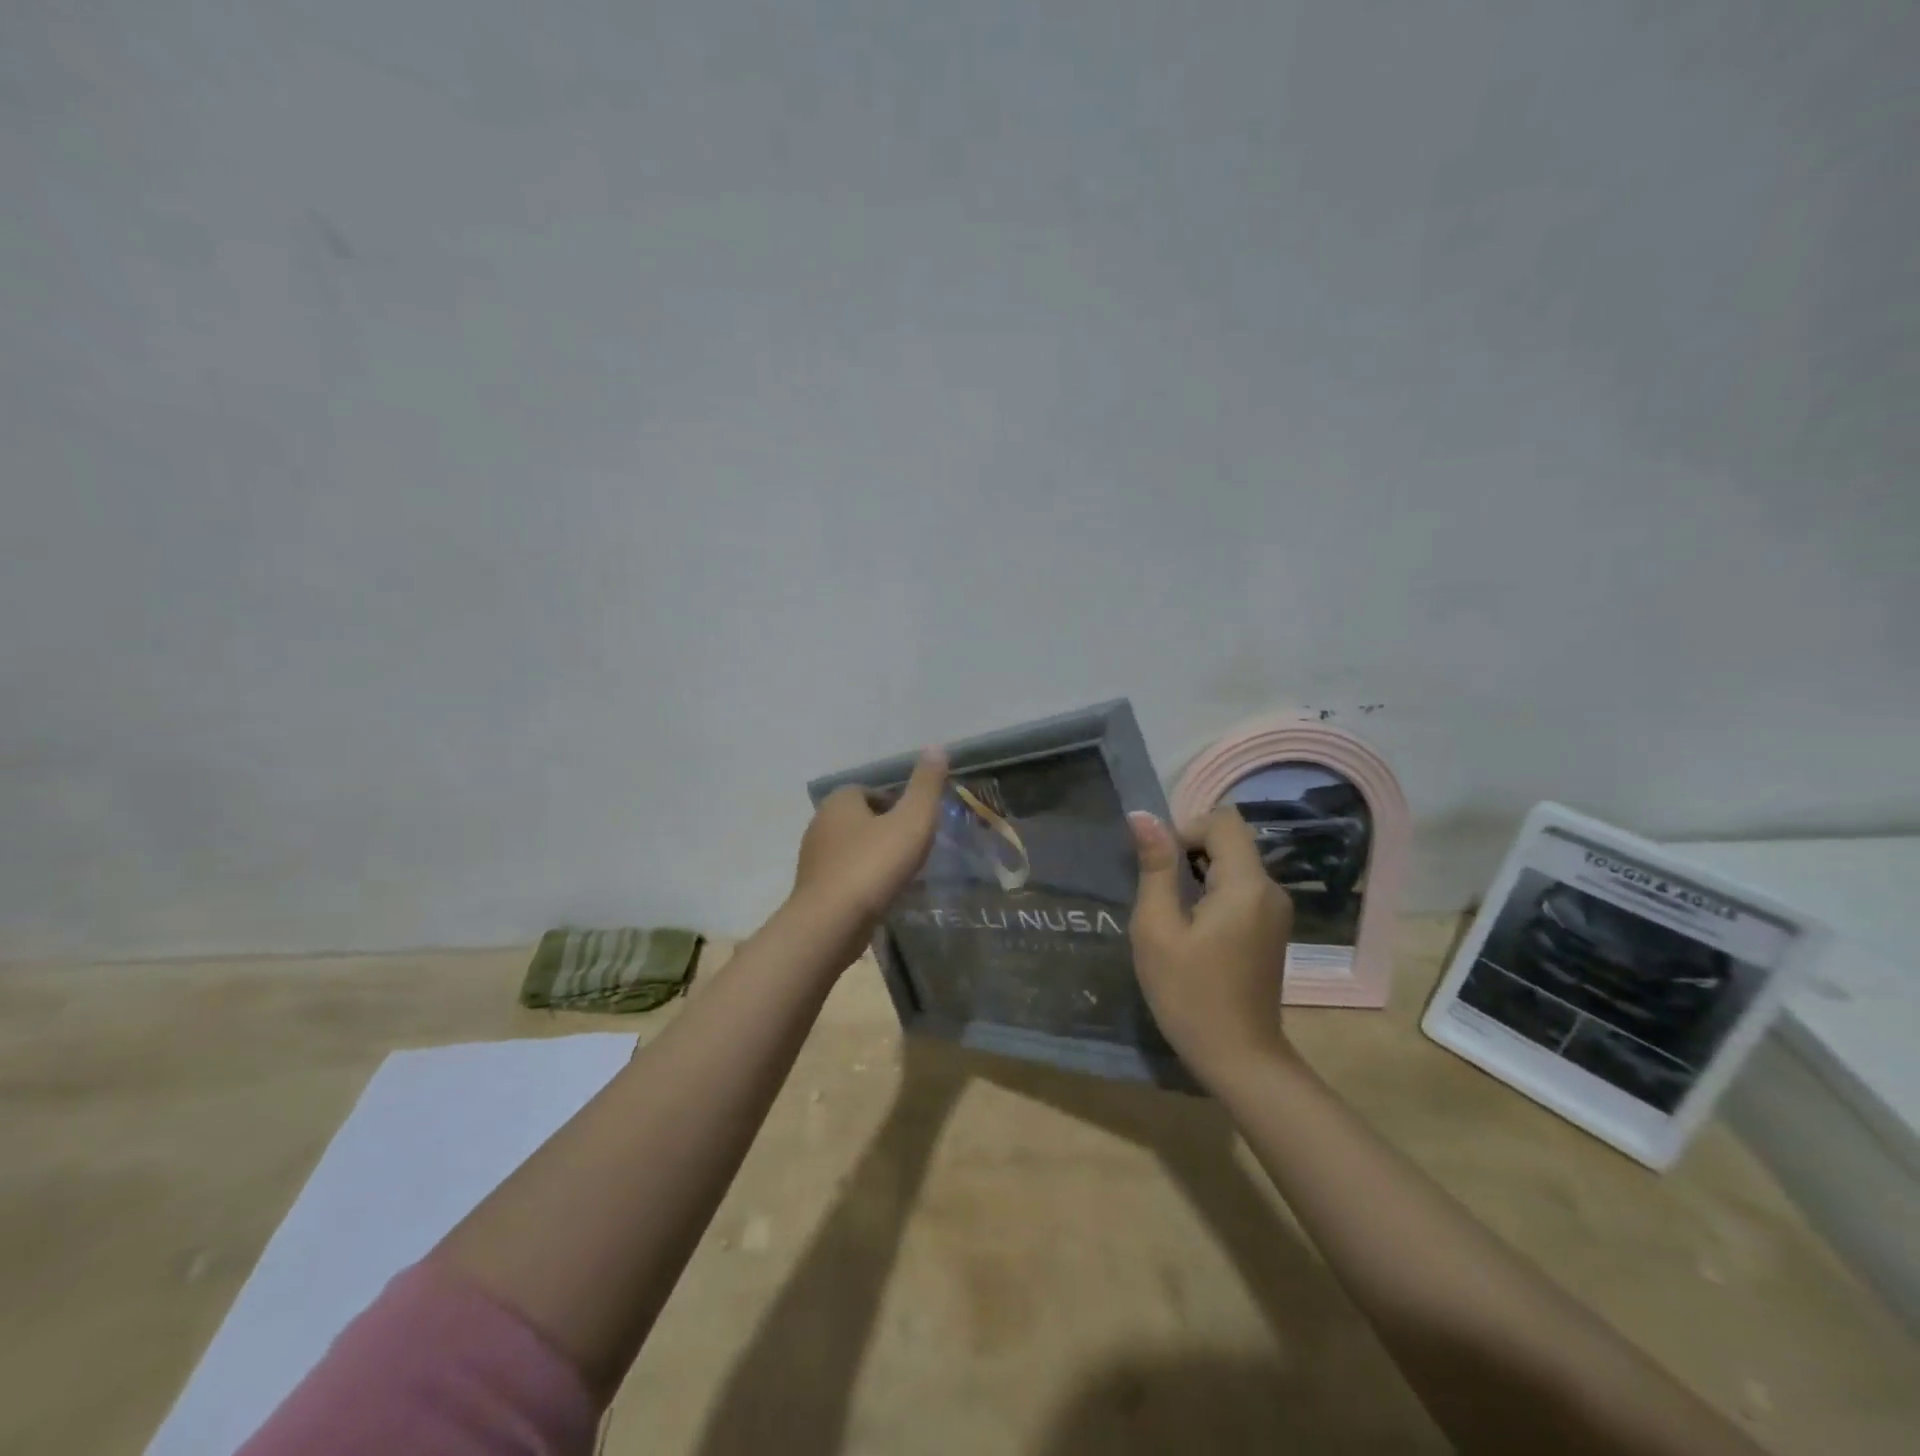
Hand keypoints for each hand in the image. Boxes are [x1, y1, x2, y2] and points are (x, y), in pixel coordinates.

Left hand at [792, 748, 948, 961]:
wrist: (831, 923)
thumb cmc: (874, 865)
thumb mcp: (912, 820)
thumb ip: (926, 785)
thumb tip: (937, 747)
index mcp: (840, 800)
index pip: (871, 791)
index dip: (896, 805)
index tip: (916, 825)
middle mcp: (820, 823)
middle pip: (861, 819)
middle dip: (885, 830)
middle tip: (913, 849)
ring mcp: (813, 858)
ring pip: (852, 848)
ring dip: (873, 857)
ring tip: (900, 875)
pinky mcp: (813, 889)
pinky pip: (845, 876)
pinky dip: (862, 881)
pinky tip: (880, 896)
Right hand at [1128, 807, 1294, 1084]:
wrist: (1240, 1059)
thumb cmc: (1190, 994)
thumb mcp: (1157, 929)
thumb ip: (1155, 868)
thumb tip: (1143, 817)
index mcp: (1246, 884)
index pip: (1221, 821)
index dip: (1184, 830)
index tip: (1159, 869)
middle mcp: (1270, 890)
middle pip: (1229, 841)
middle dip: (1189, 853)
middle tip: (1159, 894)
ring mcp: (1276, 911)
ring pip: (1234, 864)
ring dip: (1198, 875)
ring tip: (1172, 915)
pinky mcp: (1272, 929)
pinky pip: (1241, 889)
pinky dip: (1213, 894)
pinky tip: (1193, 931)